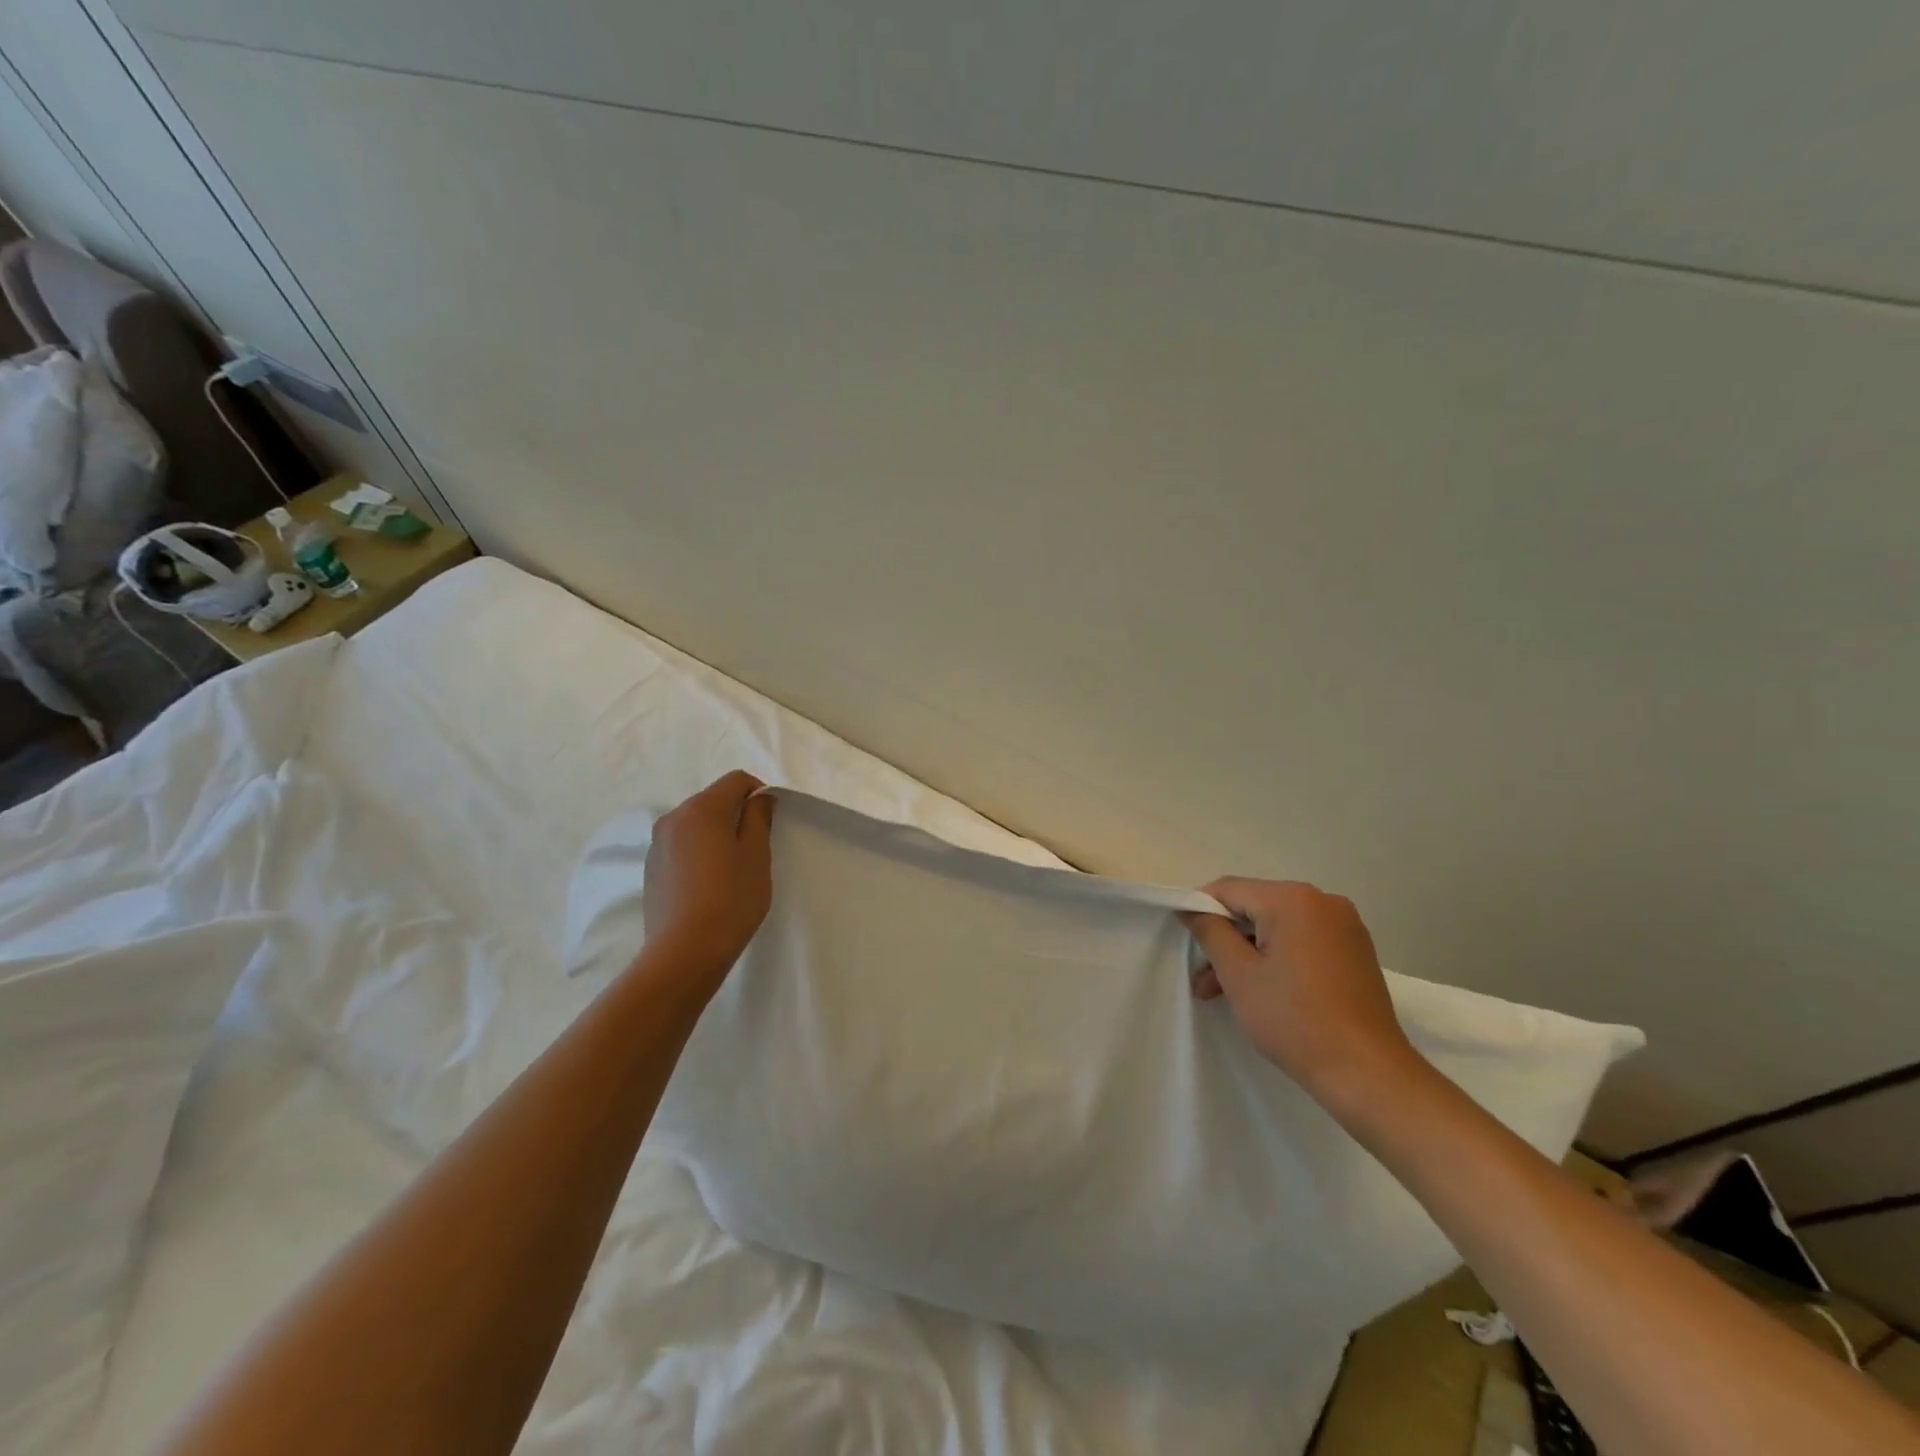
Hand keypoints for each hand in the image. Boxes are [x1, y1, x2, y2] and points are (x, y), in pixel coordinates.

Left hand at [641, 771, 775, 983]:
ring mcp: (657, 843)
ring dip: (716, 834)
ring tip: (731, 868)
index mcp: (703, 808)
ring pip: (696, 824)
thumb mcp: (757, 854)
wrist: (685, 951)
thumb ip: (759, 817)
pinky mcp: (651, 868)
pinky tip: (708, 884)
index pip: (736, 780)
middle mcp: (674, 817)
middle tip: (755, 847)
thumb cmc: (731, 898)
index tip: (770, 820)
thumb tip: (759, 797)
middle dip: (736, 814)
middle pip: (713, 800)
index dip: (758, 792)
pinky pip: (681, 846)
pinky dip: (698, 852)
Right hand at [1183, 878, 1422, 1108]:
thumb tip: (1193, 909)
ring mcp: (1344, 925)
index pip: (1229, 889)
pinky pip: (1302, 940)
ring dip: (1248, 953)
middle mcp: (1323, 901)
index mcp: (1293, 899)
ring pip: (1277, 927)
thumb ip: (1210, 932)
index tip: (1186, 943)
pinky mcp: (1355, 950)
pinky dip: (1277, 958)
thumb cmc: (1295, 1020)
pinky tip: (1262, 991)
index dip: (1200, 911)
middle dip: (1225, 939)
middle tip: (1203, 980)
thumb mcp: (1239, 975)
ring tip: (1223, 993)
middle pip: (1254, 907)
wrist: (1368, 1074)